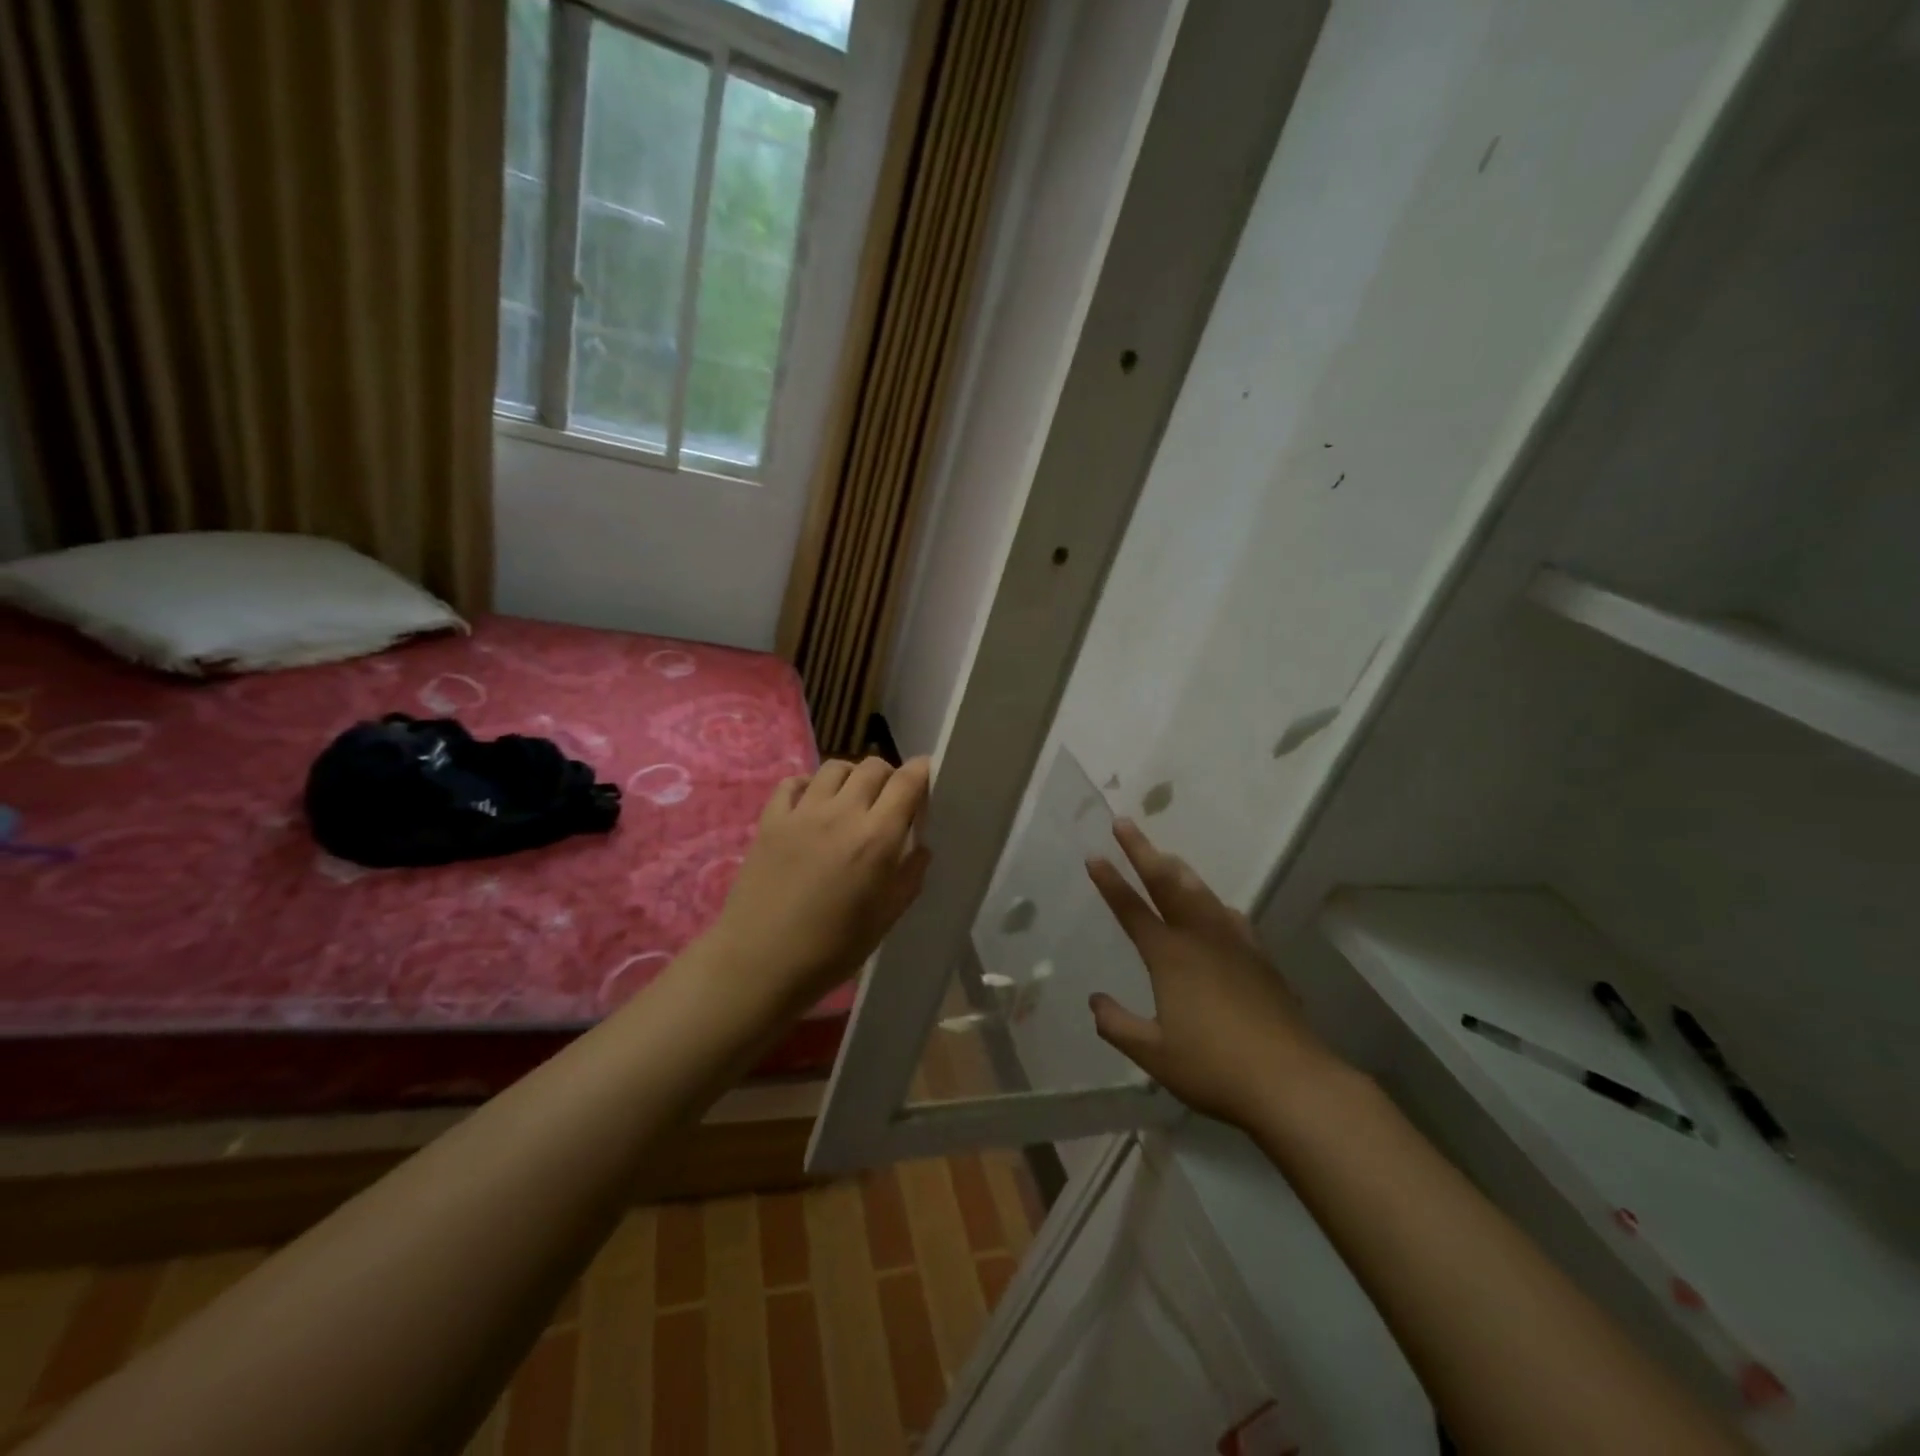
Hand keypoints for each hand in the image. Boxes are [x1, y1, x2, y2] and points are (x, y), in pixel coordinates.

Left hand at [710, 756, 932, 1015]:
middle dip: (889, 777)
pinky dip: (810, 785)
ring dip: (852, 777)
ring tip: (852, 800)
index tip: (927, 778)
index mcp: (877, 838)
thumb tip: (919, 845)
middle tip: (888, 801)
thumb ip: (910, 875)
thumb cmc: (832, 948)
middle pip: (873, 766)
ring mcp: (802, 812)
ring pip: (835, 767)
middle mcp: (842, 813)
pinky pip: (794, 782)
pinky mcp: (771, 819)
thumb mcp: (886, 917)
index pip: (907, 782)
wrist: (760, 963)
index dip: (922, 772)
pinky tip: (812, 805)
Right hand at [1086, 819, 1342, 1128]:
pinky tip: (1216, 907)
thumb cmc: (1213, 1067)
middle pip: (1166, 883)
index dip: (1110, 882)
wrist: (1291, 1080)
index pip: (1131, 909)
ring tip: (1165, 855)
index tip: (1094, 855)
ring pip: (1200, 893)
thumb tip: (1095, 1000)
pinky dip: (1212, 902)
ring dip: (1177, 869)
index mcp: (1169, 956)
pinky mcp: (1260, 958)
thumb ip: (1117, 1025)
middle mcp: (1200, 938)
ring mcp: (1234, 944)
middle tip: (1124, 823)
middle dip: (1142, 851)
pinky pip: (1229, 916)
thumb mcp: (1153, 1054)